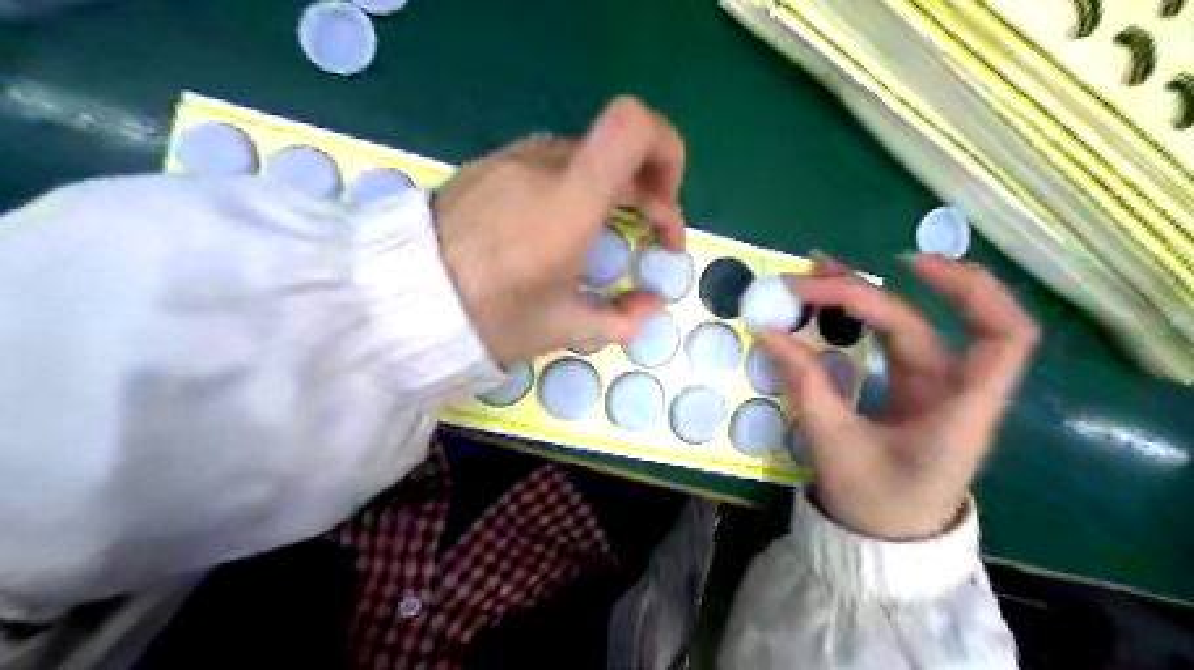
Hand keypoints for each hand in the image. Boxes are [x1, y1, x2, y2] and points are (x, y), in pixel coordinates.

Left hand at [438, 96, 685, 365]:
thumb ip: (622, 318)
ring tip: (605, 233)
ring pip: (586, 157)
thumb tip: (652, 303)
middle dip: (651, 192)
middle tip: (652, 239)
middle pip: (619, 149)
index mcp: (569, 201)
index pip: (634, 126)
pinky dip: (575, 186)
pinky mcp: (488, 165)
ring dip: (613, 190)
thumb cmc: (491, 316)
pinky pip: (549, 163)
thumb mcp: (563, 328)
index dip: (667, 152)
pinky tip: (558, 225)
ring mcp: (512, 158)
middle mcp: (544, 164)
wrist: (403, 299)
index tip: (666, 205)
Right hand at [765, 254, 1036, 541]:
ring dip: (864, 296)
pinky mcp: (909, 388)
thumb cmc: (874, 504)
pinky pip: (890, 341)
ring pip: (907, 325)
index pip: (1003, 337)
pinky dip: (862, 318)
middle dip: (865, 294)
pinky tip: (831, 301)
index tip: (911, 267)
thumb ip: (805, 384)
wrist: (884, 541)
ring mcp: (931, 386)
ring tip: (815, 273)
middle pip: (925, 321)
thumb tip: (767, 332)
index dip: (971, 292)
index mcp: (960, 410)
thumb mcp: (834, 444)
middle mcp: (954, 389)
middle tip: (808, 280)